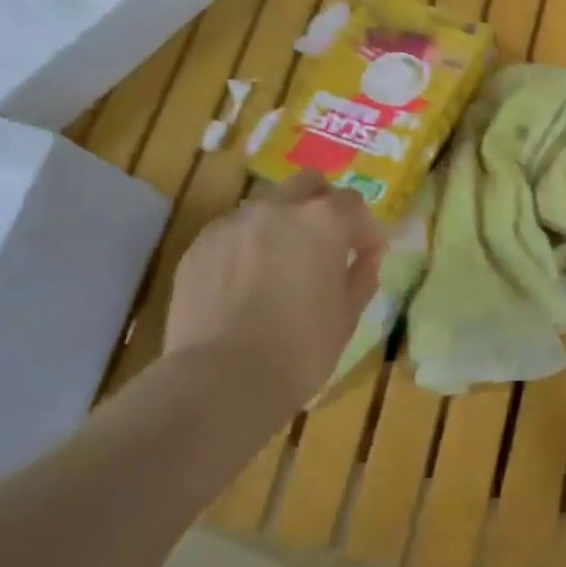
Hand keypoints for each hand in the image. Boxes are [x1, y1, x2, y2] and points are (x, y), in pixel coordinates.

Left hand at [165, 171, 384, 420]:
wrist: (221, 382)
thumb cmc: (300, 350)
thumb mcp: (348, 315)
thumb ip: (362, 275)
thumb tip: (365, 257)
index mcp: (323, 220)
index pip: (353, 204)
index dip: (364, 230)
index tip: (365, 256)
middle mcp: (278, 208)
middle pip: (308, 184)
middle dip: (321, 206)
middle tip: (323, 245)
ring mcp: (234, 223)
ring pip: (267, 206)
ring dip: (281, 224)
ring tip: (279, 265)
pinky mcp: (200, 246)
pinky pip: (232, 233)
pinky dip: (245, 246)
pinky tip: (243, 284)